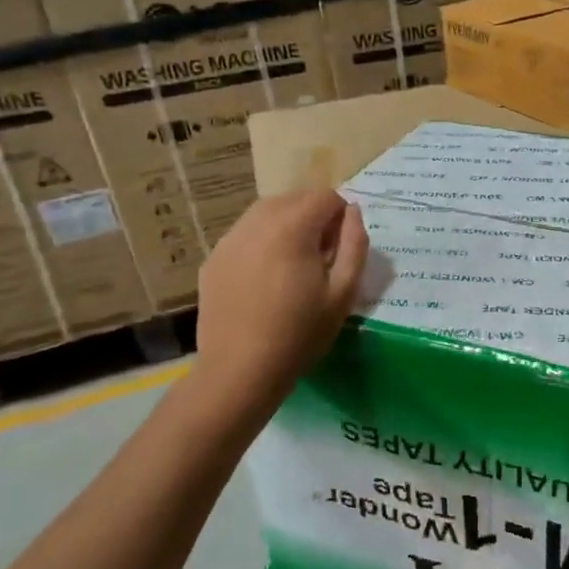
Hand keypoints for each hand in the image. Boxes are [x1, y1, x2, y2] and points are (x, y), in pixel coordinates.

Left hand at [190, 190, 368, 415]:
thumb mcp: (344, 292)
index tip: (341, 248)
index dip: (340, 216)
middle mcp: (256, 223)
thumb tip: (352, 212)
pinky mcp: (213, 259)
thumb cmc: (300, 333)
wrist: (239, 370)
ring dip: (287, 225)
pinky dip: (262, 241)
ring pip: (265, 213)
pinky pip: (245, 234)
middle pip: (293, 199)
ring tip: (294, 264)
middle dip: (313, 216)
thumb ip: (355, 244)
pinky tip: (266, 277)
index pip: (325, 197)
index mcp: (291, 228)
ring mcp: (229, 240)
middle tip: (322, 256)